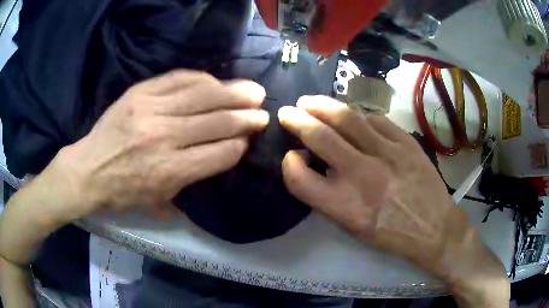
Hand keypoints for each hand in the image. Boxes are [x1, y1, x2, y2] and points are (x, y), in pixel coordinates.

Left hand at [57, 70, 267, 216]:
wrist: (88, 170)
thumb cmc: (123, 193)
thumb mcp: (159, 200)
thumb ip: (193, 180)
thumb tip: (224, 154)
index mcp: (171, 171)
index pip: (220, 153)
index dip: (240, 145)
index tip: (249, 139)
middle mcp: (165, 137)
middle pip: (217, 121)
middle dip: (246, 117)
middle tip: (263, 111)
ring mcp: (152, 109)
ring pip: (203, 95)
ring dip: (233, 93)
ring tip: (253, 90)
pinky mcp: (141, 92)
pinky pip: (179, 78)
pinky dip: (202, 79)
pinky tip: (216, 81)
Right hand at [278, 96, 508, 304]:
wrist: (434, 228)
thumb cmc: (390, 234)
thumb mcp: (352, 227)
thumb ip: (327, 196)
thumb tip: (311, 162)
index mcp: (345, 207)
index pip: (299, 178)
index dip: (288, 164)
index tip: (291, 156)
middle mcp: (363, 176)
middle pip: (320, 137)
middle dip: (296, 120)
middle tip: (287, 112)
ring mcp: (388, 153)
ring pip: (347, 118)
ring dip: (322, 105)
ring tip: (310, 102)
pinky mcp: (406, 142)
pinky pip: (375, 120)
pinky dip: (358, 116)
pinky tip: (352, 117)